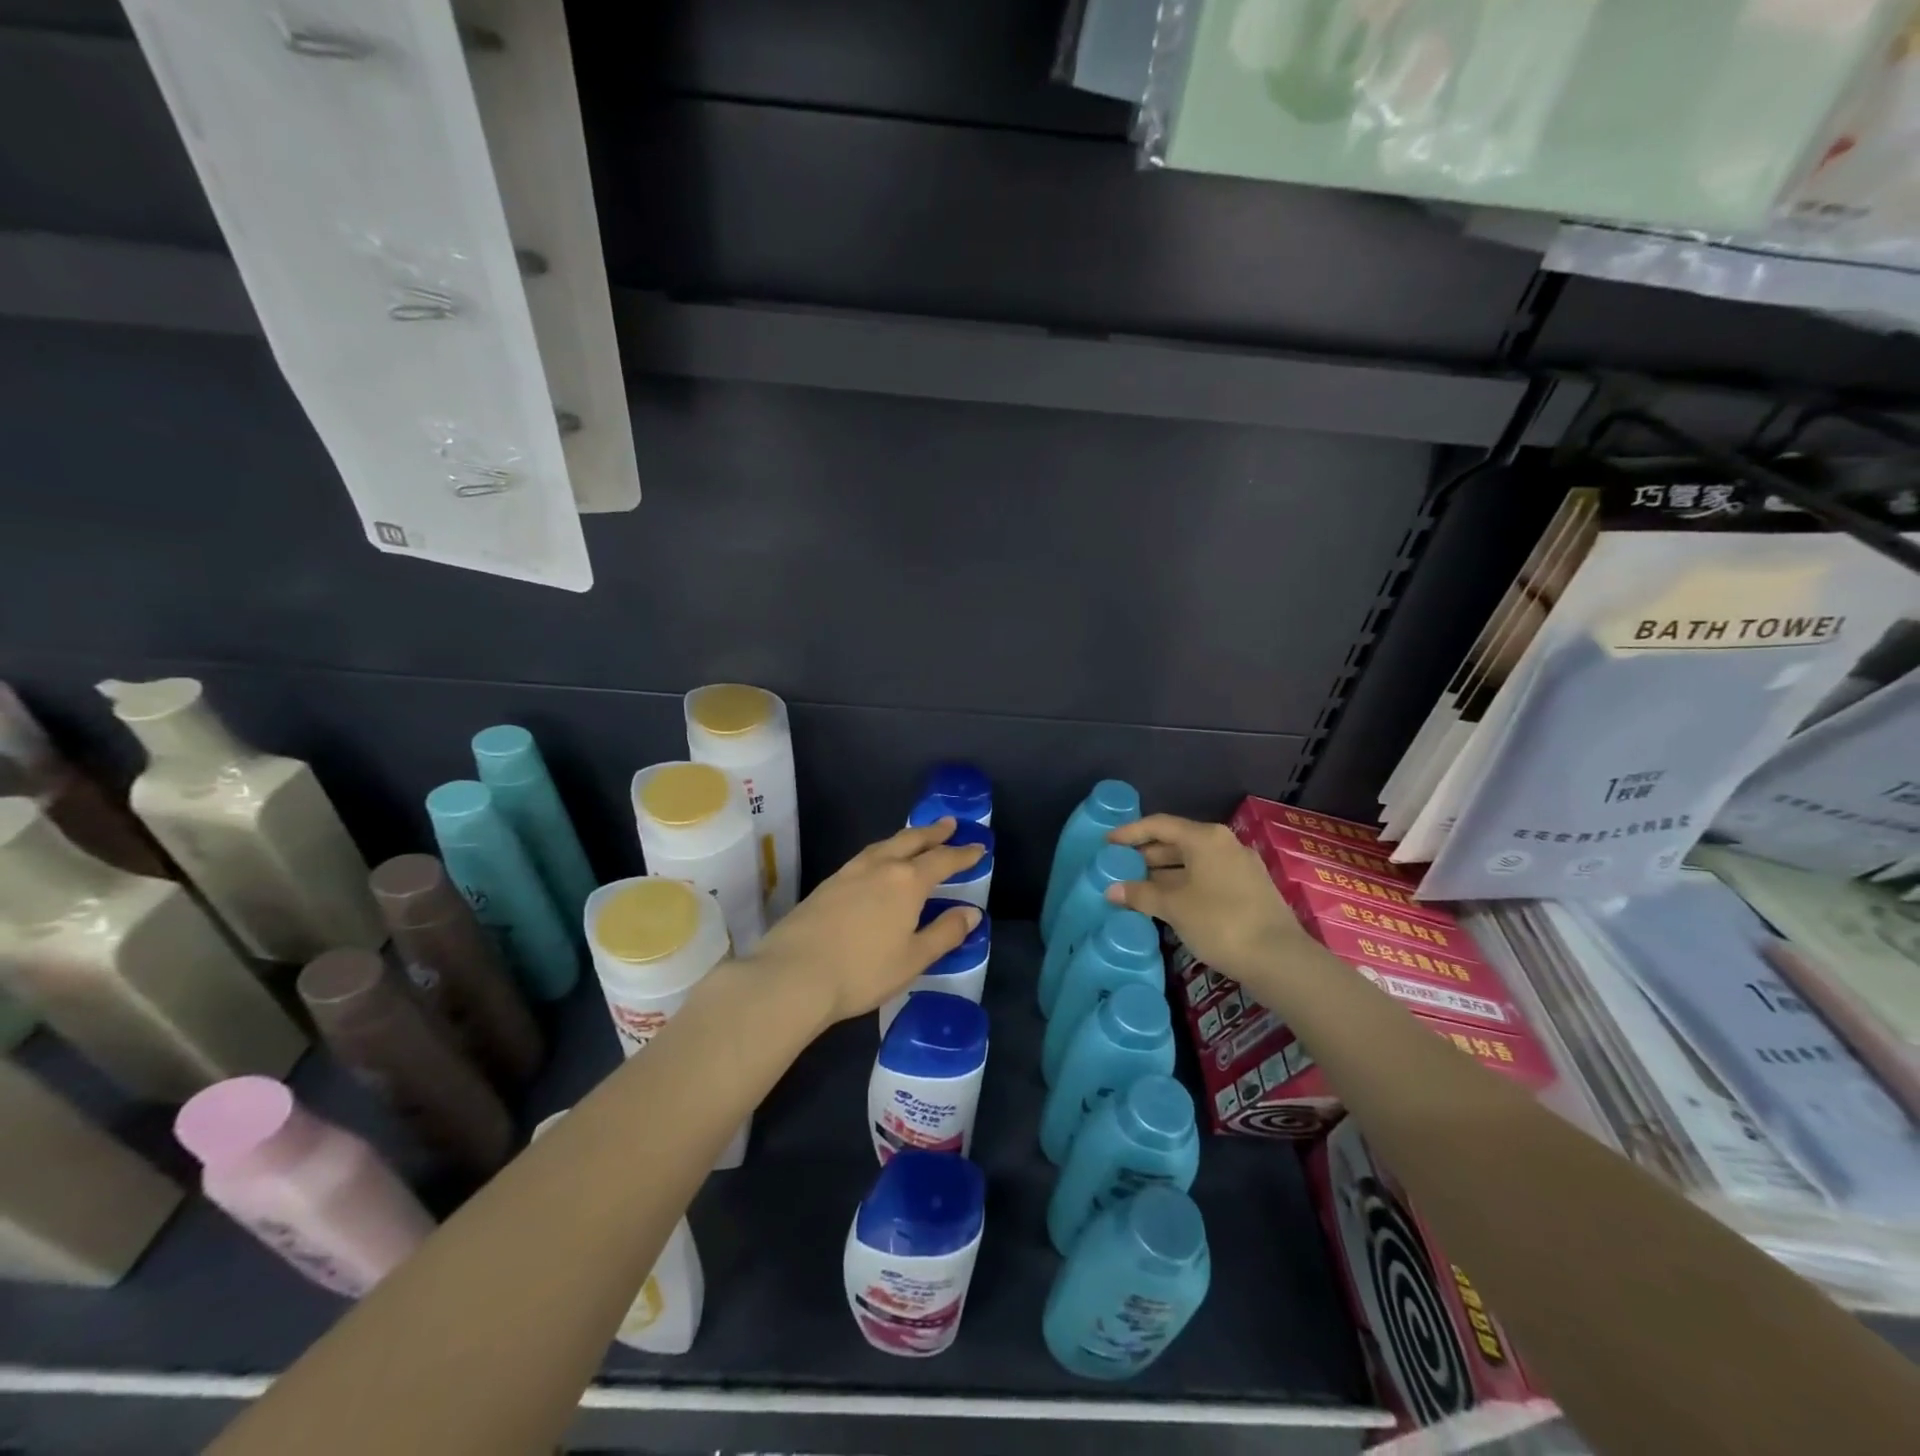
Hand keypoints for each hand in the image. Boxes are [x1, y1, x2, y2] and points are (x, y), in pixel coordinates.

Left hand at [743, 818, 983, 1026]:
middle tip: (949, 824)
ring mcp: (849, 872)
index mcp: (907, 882)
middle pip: (911, 841)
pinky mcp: (827, 884)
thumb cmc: (862, 971)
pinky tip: (878, 863)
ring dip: (905, 838)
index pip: (942, 860)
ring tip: (915, 838)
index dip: (963, 854)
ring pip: (884, 845)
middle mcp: (880, 867)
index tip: (978, 848)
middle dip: (933, 833)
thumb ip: (945, 933)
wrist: (793, 974)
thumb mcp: (913, 958)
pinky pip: (865, 856)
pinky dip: (882, 852)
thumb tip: (971, 912)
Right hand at [1104, 815, 1306, 988]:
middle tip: (1118, 868)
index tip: (1107, 843)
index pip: (1159, 825)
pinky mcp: (1249, 890)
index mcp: (1205, 838)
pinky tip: (1167, 903)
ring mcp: (1240, 867)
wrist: (1279, 959)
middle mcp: (1224, 844)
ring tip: (1137, 888)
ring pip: (1193, 862)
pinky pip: (1207, 878)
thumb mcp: (1174, 907)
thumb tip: (1111, 889)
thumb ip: (1141, 894)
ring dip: (1164, 873)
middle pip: (1177, 842)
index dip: (1130, 832)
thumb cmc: (1220, 922)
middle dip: (1146, 855)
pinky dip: (1183, 885)